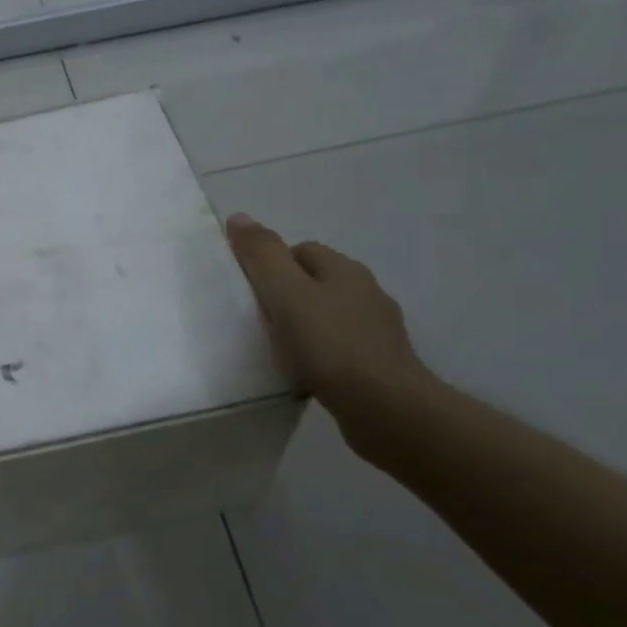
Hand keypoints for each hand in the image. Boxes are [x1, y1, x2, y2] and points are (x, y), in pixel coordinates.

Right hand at [223, 213, 433, 422]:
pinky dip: (318, 354)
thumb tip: (240, 217)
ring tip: (275, 348)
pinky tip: (302, 371)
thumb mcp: (286, 294)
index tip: (249, 290)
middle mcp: (367, 293)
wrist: (387, 409)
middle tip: (256, 319)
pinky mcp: (379, 365)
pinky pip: (338, 349)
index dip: (272, 264)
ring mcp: (377, 331)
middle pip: (315, 282)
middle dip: (286, 295)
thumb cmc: (331, 345)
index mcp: (346, 270)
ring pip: (328, 316)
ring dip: (304, 326)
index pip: (301, 251)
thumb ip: (262, 255)